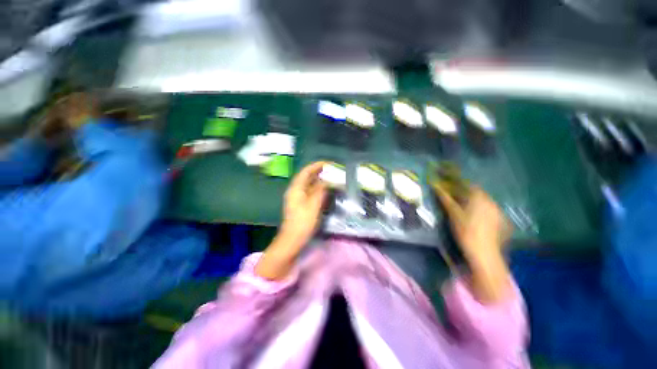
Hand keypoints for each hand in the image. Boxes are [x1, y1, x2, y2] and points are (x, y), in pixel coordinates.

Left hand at [255, 162, 326, 279]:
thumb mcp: (313, 204)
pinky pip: (310, 192)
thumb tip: (328, 180)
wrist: (292, 239)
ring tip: (332, 178)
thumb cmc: (302, 221)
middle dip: (320, 172)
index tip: (329, 164)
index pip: (306, 171)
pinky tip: (326, 191)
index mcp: (296, 188)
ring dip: (320, 180)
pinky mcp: (301, 204)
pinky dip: (318, 189)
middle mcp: (296, 190)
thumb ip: (321, 190)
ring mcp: (298, 197)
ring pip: (309, 185)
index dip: (317, 165)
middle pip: (307, 177)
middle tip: (333, 171)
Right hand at [435, 185, 512, 303]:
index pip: (467, 184)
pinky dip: (478, 208)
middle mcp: (490, 201)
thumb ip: (445, 198)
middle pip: (475, 191)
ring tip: (461, 205)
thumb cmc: (466, 231)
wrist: (484, 253)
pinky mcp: (500, 220)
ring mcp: (497, 210)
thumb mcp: (453, 213)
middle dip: (463, 191)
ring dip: (471, 200)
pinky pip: (487, 208)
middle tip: (452, 195)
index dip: (456, 182)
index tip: (447, 183)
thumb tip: (435, 186)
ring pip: (482, 200)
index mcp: (479, 197)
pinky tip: (472, 216)